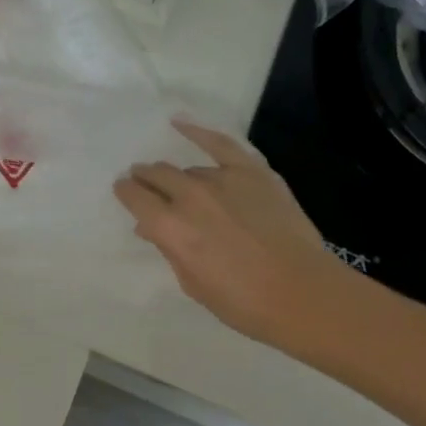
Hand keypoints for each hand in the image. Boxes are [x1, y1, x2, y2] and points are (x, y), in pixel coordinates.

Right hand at [114, 119, 343, 347]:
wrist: (302, 293)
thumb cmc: (242, 302)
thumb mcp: (191, 283)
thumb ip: (169, 249)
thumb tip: (151, 228)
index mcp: (168, 227)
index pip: (134, 197)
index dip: (125, 192)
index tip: (124, 191)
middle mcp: (189, 196)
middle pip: (156, 175)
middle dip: (145, 178)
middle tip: (143, 183)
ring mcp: (222, 179)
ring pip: (188, 170)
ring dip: (177, 177)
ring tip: (178, 184)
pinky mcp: (252, 172)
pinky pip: (220, 144)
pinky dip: (198, 132)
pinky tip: (179, 123)